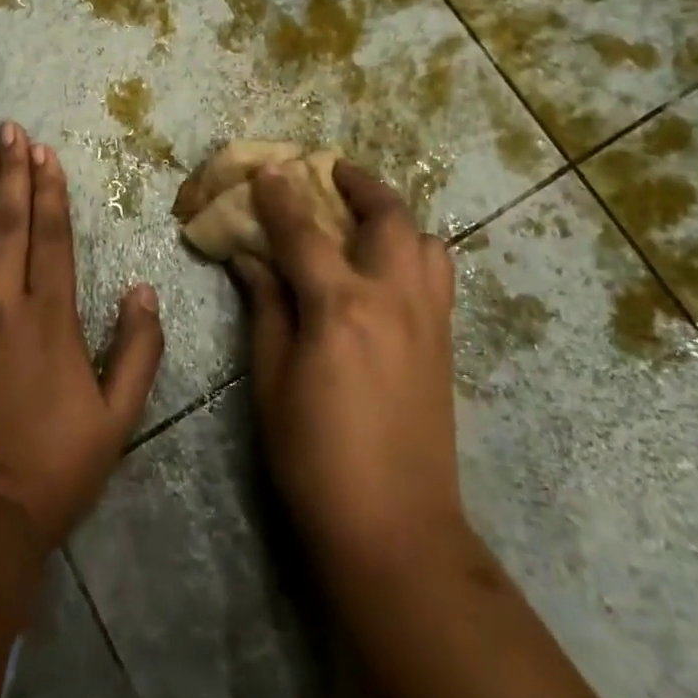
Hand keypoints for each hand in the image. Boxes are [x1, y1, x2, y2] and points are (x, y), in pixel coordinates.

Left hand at [0, 123, 163, 554]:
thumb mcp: (117, 418)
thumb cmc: (51, 470)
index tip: (43, 152)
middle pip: (8, 224)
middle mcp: (1, 304)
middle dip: (11, 173)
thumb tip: (144, 289)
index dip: (49, 190)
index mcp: (51, 318)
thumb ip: (138, 350)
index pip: (51, 237)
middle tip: (8, 130)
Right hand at [236, 160, 462, 583]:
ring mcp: (428, 319)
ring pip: (426, 241)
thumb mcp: (271, 380)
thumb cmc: (314, 456)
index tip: (268, 169)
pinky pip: (437, 275)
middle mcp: (393, 298)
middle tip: (331, 173)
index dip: (282, 196)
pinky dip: (414, 251)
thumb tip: (252, 259)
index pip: (306, 231)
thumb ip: (266, 308)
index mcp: (340, 307)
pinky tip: (386, 269)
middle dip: (359, 184)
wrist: (395, 528)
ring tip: (363, 219)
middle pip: (388, 217)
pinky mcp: (445, 342)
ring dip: (395, 216)